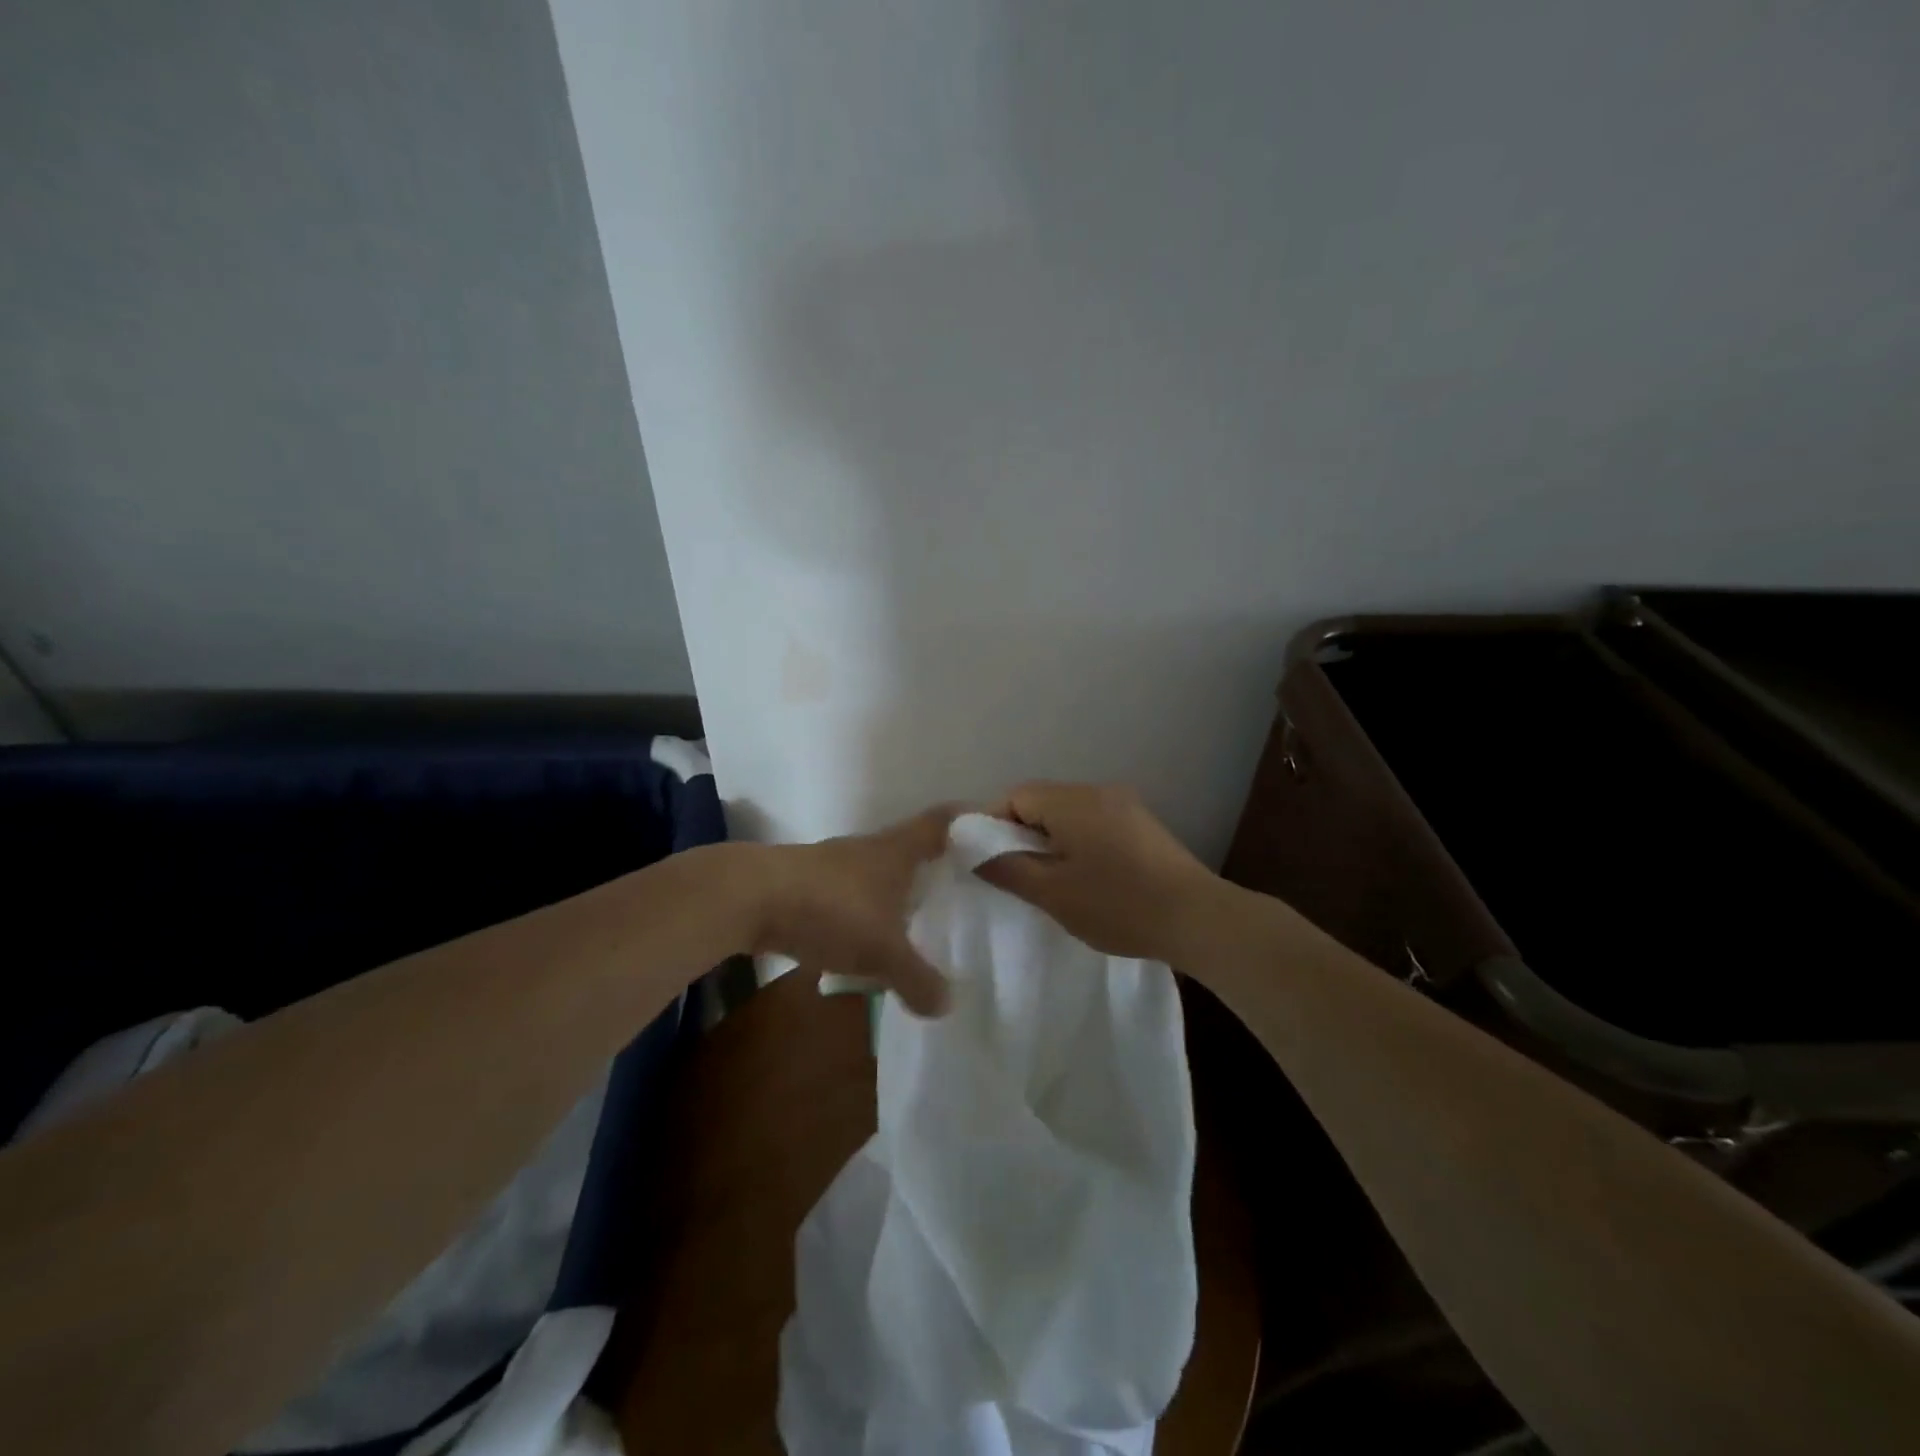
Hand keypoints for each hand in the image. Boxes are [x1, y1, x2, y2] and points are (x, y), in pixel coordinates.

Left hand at [746, 807, 956, 1015]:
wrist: (747, 898)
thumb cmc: (831, 909)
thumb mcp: (882, 951)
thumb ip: (917, 979)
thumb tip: (947, 1005)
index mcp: (897, 850)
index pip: (941, 822)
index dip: (967, 820)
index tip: (991, 827)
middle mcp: (869, 849)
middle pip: (912, 846)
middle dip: (935, 864)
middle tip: (963, 888)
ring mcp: (835, 864)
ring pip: (879, 873)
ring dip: (898, 892)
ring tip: (919, 921)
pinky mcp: (807, 884)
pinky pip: (851, 896)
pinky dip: (866, 913)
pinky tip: (866, 941)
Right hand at [974, 782, 1223, 963]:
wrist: (1197, 918)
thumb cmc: (1117, 905)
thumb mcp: (1052, 893)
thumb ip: (1007, 868)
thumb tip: (972, 850)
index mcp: (1072, 800)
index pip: (1014, 796)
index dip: (992, 825)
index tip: (987, 861)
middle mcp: (1097, 791)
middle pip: (1041, 801)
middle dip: (1020, 834)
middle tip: (1015, 875)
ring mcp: (1124, 805)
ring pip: (1067, 813)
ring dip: (1049, 840)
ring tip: (1048, 881)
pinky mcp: (1142, 825)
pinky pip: (1093, 822)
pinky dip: (1076, 842)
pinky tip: (1084, 878)